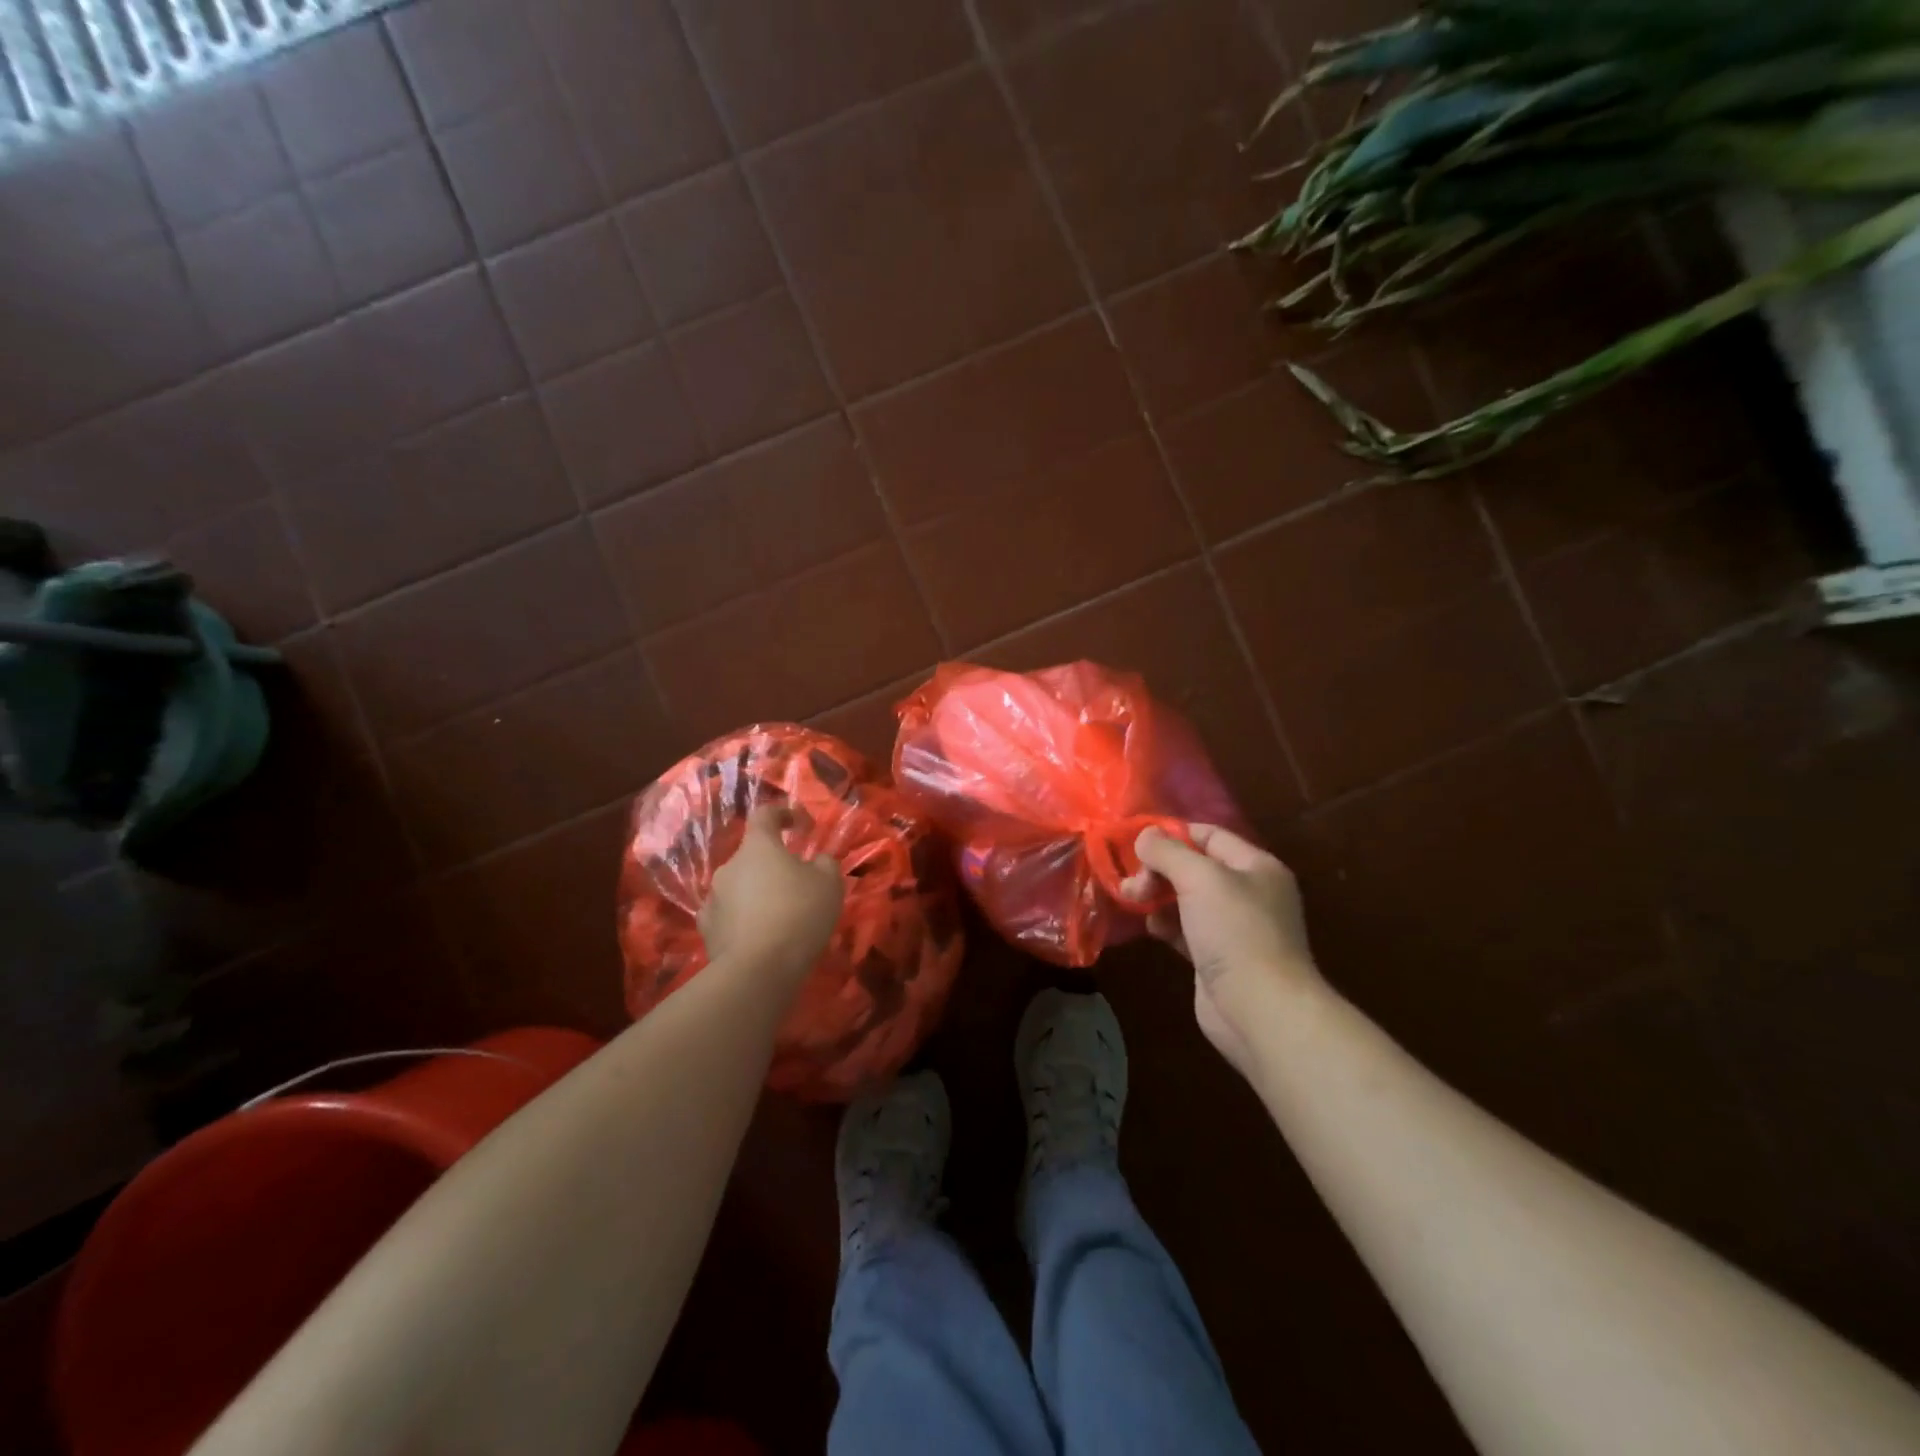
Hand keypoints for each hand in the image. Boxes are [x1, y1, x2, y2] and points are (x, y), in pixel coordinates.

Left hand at [700, 807, 844, 989]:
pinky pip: (728, 914)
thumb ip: (824, 863)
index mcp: (758, 847)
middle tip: (797, 884)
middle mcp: (729, 866)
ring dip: (757, 892)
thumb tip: (817, 861)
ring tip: (779, 915)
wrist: (759, 970)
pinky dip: (743, 918)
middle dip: (773, 864)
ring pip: (740, 886)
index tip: (801, 825)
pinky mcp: (706, 930)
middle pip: (752, 855)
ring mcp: (713, 898)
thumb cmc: (799, 914)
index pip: (765, 814)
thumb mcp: (829, 883)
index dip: (783, 813)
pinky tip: (758, 935)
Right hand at [1122, 824, 1323, 1075]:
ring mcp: (1233, 927)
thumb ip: (1168, 851)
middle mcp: (1248, 892)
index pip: (1209, 835)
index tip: (1137, 844)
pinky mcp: (1217, 957)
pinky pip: (1185, 928)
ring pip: (1186, 899)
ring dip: (1157, 896)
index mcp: (1256, 866)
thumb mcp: (1201, 878)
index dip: (1173, 834)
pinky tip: (1151, 928)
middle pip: (1194, 867)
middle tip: (1131, 884)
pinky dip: (1165, 924)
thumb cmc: (1236, 932)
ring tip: (1132, 901)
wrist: (1260, 1010)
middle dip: (1159, 870)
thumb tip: (1145, 835)